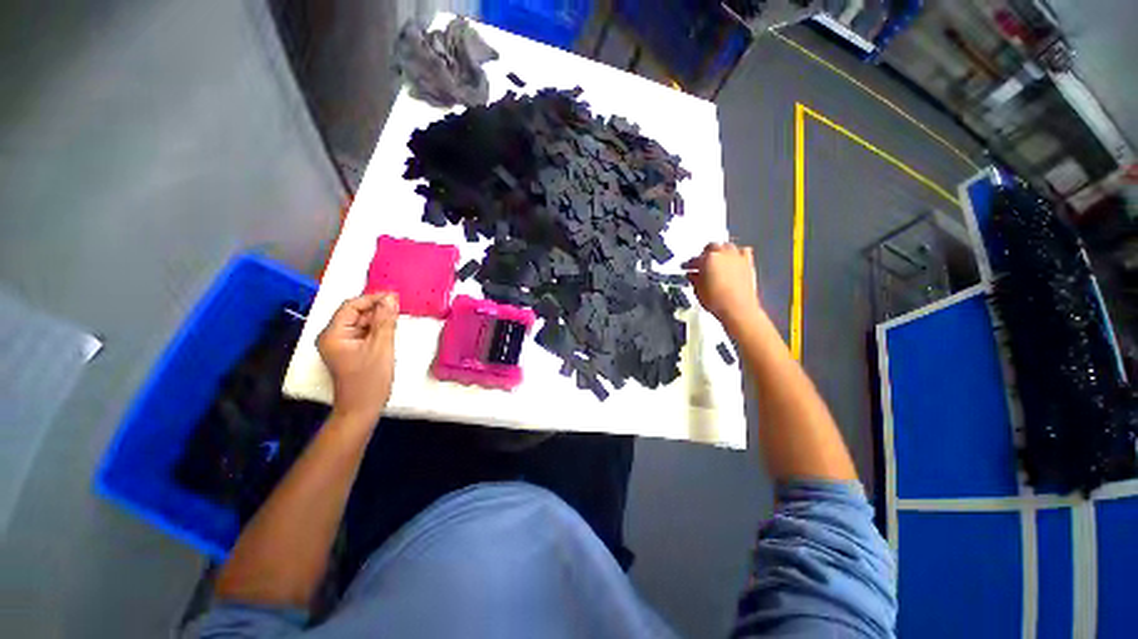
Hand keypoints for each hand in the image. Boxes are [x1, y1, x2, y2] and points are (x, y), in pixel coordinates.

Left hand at [317, 293, 398, 424]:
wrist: (362, 408)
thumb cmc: (370, 379)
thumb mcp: (381, 346)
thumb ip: (385, 320)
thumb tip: (391, 298)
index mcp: (333, 334)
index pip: (351, 306)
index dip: (372, 299)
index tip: (395, 296)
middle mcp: (333, 336)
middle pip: (355, 314)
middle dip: (377, 309)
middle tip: (400, 308)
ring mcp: (341, 344)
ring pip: (361, 323)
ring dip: (378, 319)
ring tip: (398, 318)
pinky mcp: (350, 351)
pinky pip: (363, 333)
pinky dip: (377, 330)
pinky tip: (391, 330)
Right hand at [684, 242, 763, 330]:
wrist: (738, 309)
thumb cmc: (715, 300)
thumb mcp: (698, 291)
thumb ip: (694, 279)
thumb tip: (693, 274)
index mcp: (707, 259)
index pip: (694, 259)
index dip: (689, 265)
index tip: (686, 269)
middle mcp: (723, 253)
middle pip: (711, 247)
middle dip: (705, 253)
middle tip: (701, 263)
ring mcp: (737, 257)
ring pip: (727, 246)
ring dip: (721, 251)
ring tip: (717, 260)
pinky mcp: (748, 263)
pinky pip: (743, 251)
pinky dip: (737, 254)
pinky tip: (734, 261)